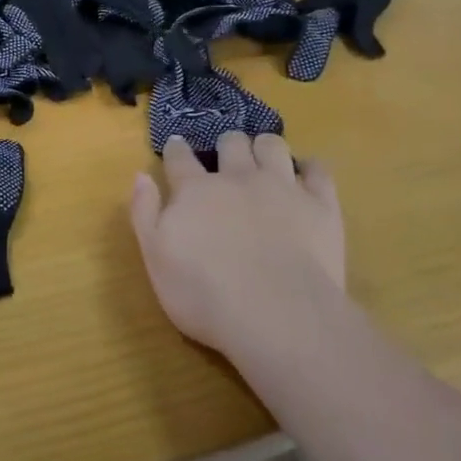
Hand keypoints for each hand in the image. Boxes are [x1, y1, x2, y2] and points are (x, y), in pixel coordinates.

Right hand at [129, 133, 343, 361]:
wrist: (278, 316)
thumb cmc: (204, 294)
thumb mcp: (156, 258)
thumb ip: (144, 213)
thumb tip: (140, 176)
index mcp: (195, 190)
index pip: (180, 158)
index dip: (176, 150)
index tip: (176, 146)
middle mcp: (238, 178)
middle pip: (231, 143)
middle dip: (226, 145)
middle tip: (225, 157)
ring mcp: (282, 188)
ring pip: (273, 146)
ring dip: (265, 147)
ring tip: (264, 158)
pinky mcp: (321, 206)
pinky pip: (319, 171)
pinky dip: (311, 168)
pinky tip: (307, 174)